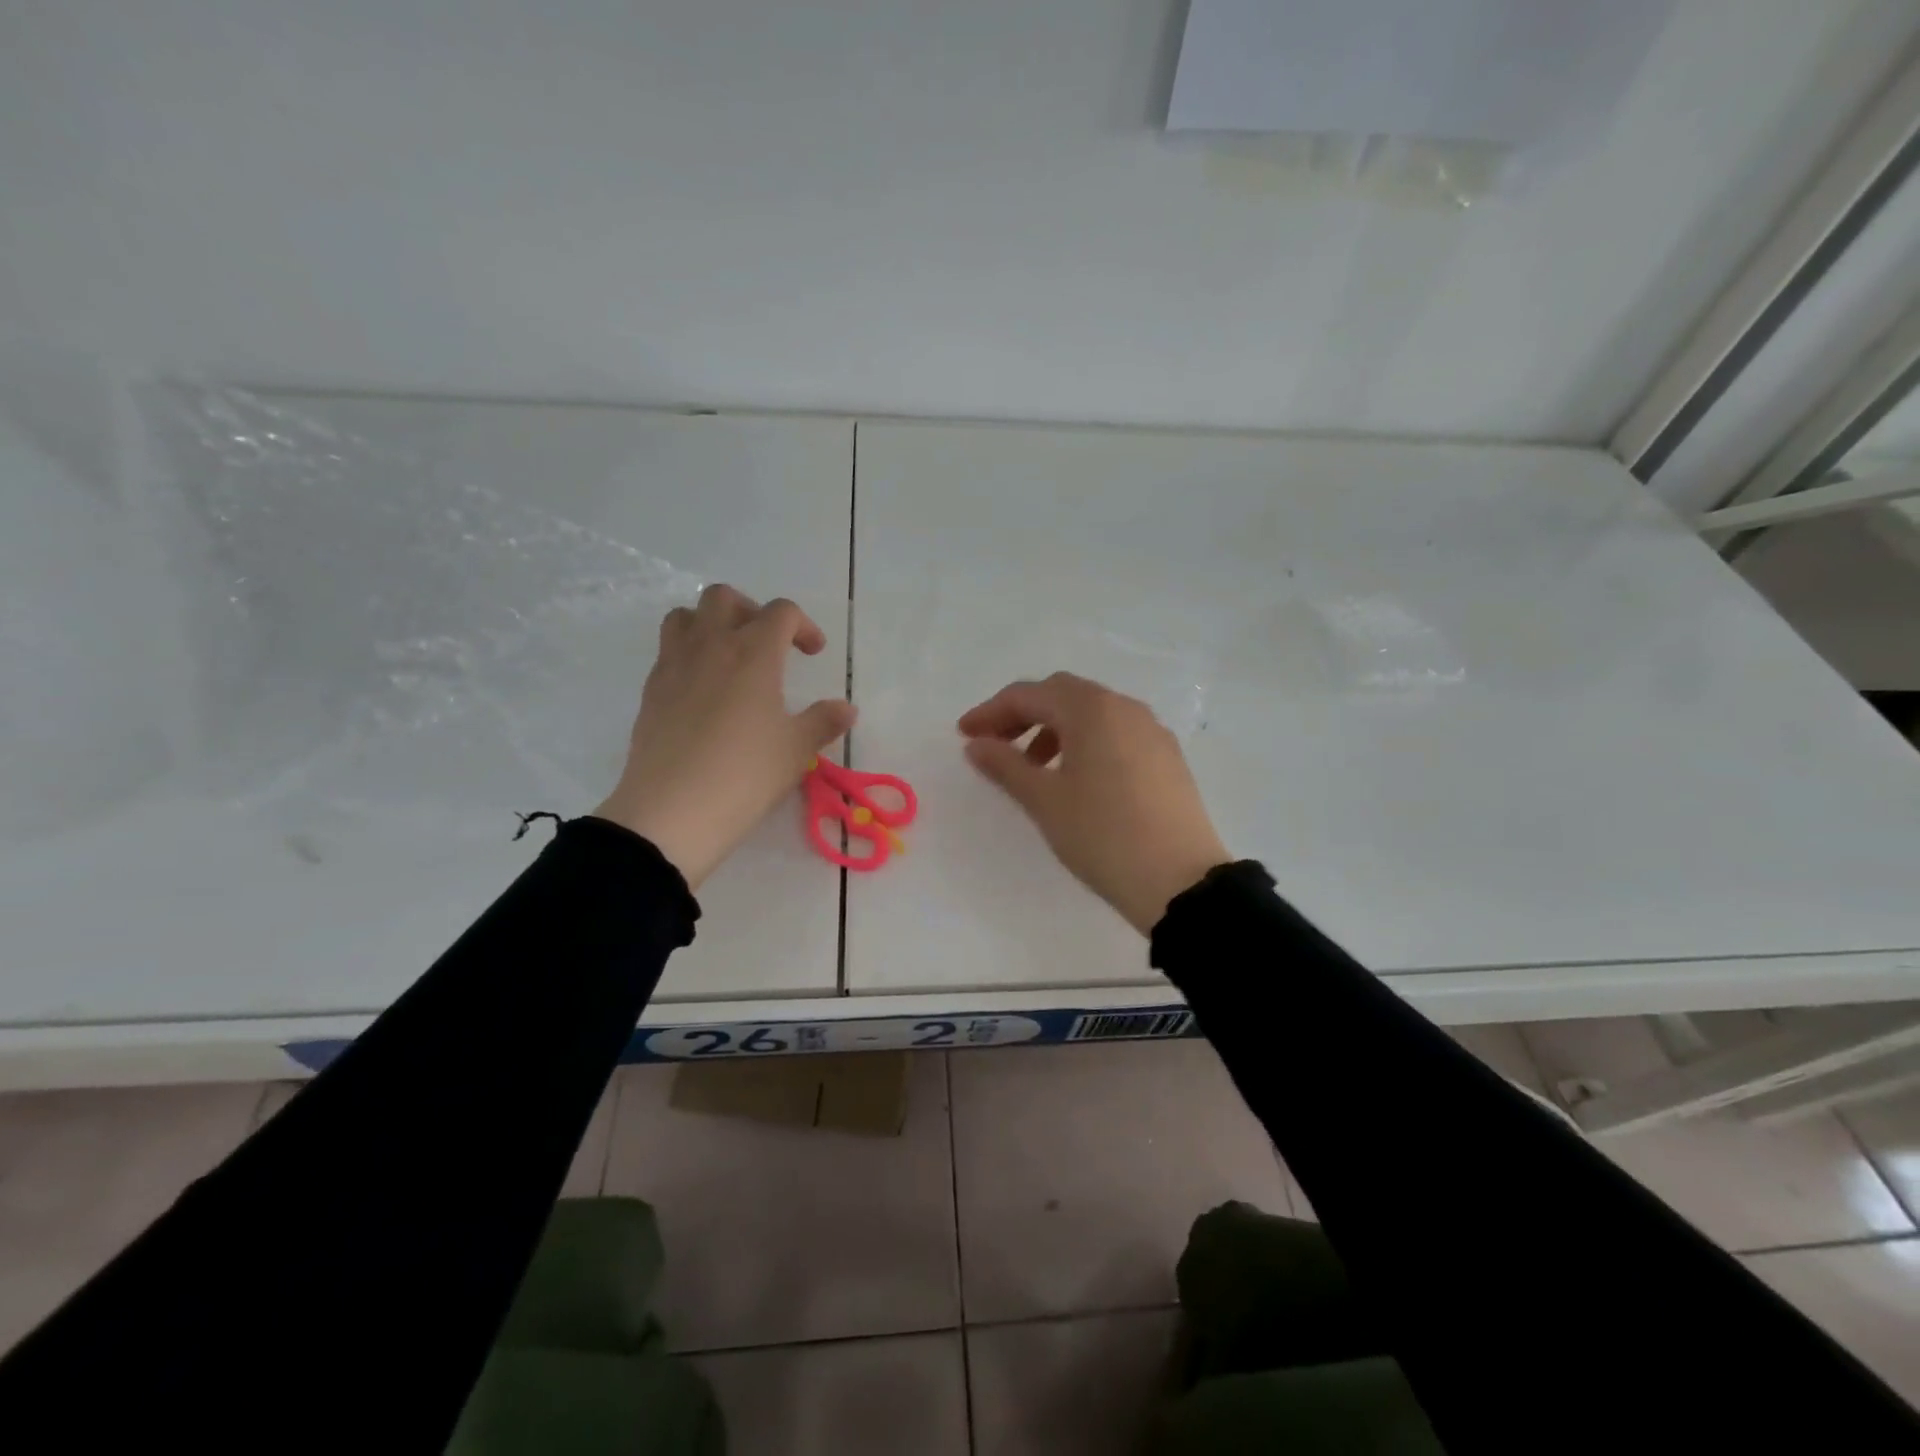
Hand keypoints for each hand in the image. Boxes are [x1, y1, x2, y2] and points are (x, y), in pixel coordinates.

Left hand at [595, 584, 855, 888]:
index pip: (781, 612)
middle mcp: (711, 646)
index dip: (803, 625)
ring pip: (685, 616)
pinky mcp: (651, 690)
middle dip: (752, 611)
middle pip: (724, 598)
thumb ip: (823, 722)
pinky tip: (704, 691)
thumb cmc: (745, 774)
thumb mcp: (795, 750)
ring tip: (729, 657)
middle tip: (768, 645)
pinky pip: (668, 651)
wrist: (672, 811)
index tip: (813, 654)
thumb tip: (846, 709)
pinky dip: (689, 654)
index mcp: (753, 653)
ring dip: (711, 624)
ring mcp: (674, 665)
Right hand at [957, 672, 1229, 934]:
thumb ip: (1006, 765)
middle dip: (1023, 714)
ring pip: (1092, 713)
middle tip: (995, 745)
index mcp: (1091, 709)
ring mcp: (1151, 730)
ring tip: (1035, 768)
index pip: (1029, 695)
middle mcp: (1124, 707)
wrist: (1179, 881)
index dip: (990, 712)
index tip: (963, 736)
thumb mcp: (1045, 801)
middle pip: (1062, 694)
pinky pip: (1116, 732)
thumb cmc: (1102, 835)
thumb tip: (977, 745)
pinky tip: (1078, 777)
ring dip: (1055, 728)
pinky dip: (1086, 741)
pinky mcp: (1167, 756)